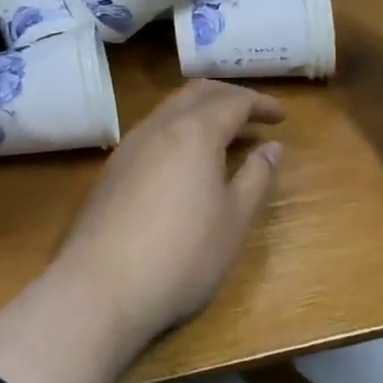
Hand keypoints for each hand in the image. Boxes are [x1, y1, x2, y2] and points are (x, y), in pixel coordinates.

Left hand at [49, 80, 284, 340]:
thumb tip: (272, 147)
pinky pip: (152, 131)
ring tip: (223, 135)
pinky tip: (184, 160)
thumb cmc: (182, 256)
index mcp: (195, 132)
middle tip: (254, 116)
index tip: (282, 117)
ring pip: (170, 109)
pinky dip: (178, 130)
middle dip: (229, 98)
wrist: (100, 288)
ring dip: (200, 111)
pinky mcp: (111, 170)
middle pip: (197, 94)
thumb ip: (256, 178)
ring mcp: (129, 146)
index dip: (261, 104)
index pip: (234, 102)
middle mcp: (159, 127)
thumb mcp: (233, 221)